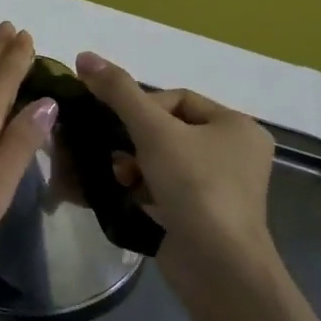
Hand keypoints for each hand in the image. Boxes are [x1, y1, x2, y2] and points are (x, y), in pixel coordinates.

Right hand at [74, 52, 275, 273]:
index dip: (141, 107)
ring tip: (120, 178)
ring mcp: (221, 187)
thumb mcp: (153, 131)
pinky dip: (142, 187)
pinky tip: (127, 195)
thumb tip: (84, 56)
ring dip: (133, 165)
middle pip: (166, 129)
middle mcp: (235, 153)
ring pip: (161, 159)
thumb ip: (118, 91)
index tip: (120, 127)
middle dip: (133, 141)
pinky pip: (164, 187)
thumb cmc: (194, 187)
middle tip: (116, 156)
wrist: (217, 265)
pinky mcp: (203, 214)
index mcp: (237, 126)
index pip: (176, 99)